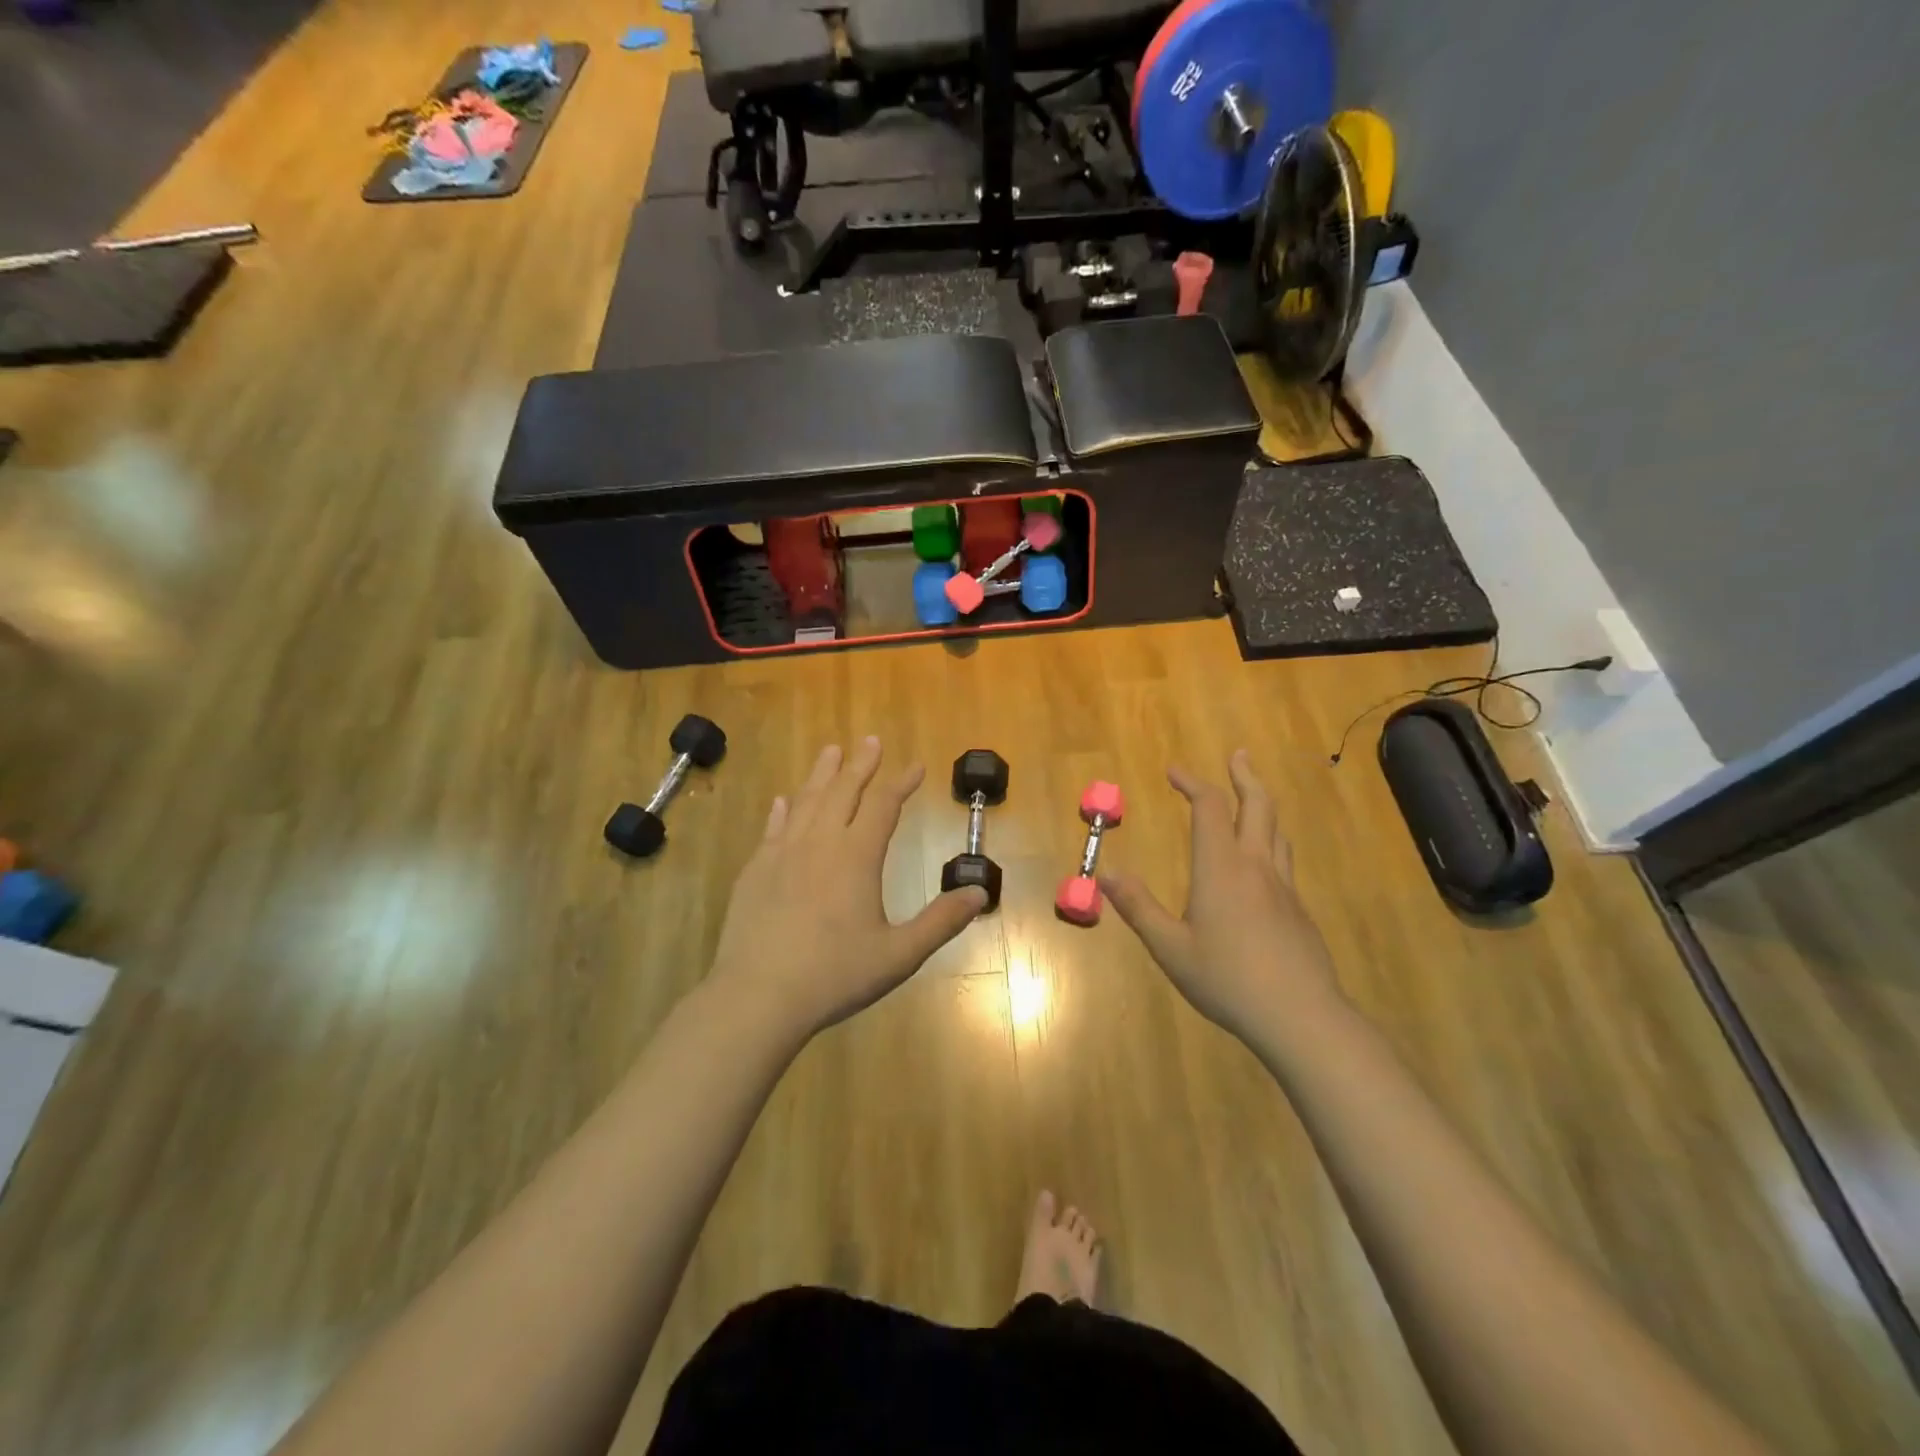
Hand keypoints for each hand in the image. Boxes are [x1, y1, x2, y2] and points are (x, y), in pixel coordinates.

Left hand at [708, 738, 988, 1037]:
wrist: (758, 996)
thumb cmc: (834, 975)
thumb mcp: (899, 954)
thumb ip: (941, 922)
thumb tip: (979, 893)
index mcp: (856, 857)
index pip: (884, 805)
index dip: (901, 782)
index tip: (916, 765)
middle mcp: (819, 843)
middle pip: (843, 791)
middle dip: (861, 764)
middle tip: (870, 740)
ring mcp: (782, 854)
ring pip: (806, 801)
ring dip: (822, 774)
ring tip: (831, 750)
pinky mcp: (755, 871)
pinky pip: (773, 828)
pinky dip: (782, 810)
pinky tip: (783, 801)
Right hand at [1101, 750, 1341, 1042]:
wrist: (1300, 1016)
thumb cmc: (1227, 979)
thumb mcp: (1170, 948)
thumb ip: (1138, 907)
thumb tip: (1106, 873)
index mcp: (1221, 868)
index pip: (1209, 808)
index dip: (1192, 783)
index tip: (1174, 771)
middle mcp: (1256, 866)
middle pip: (1257, 805)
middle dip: (1244, 776)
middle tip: (1236, 755)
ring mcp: (1283, 887)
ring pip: (1276, 830)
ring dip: (1262, 804)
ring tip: (1251, 797)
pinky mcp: (1299, 909)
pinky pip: (1283, 859)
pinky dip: (1269, 840)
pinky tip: (1261, 862)